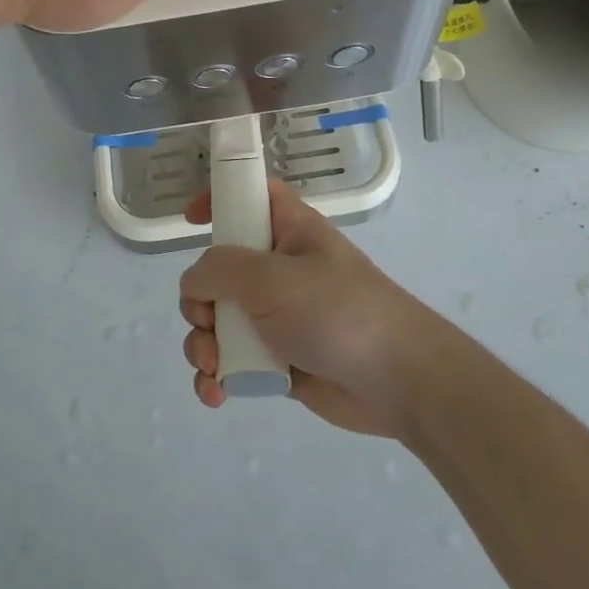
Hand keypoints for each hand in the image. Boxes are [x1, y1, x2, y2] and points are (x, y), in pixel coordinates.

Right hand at [178, 179, 448, 436]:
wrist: (399, 382)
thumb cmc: (337, 312)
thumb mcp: (272, 278)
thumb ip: (219, 270)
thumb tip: (195, 285)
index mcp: (289, 231)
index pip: (251, 196)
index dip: (220, 197)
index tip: (190, 219)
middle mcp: (279, 269)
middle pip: (218, 269)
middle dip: (198, 300)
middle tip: (208, 319)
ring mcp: (277, 317)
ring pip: (218, 321)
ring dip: (203, 344)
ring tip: (214, 365)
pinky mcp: (278, 359)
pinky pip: (233, 360)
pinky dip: (218, 375)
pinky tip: (216, 393)